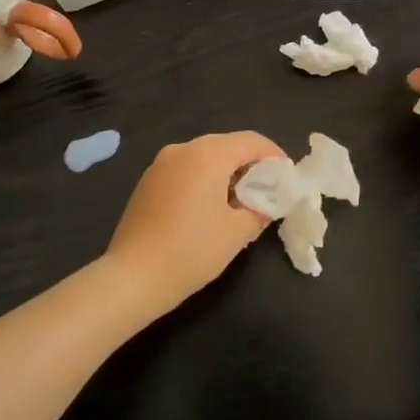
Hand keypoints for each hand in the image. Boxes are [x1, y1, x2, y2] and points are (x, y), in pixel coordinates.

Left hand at [102, 131, 285, 318]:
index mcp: (208, 154)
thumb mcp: (237, 232)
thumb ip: (260, 208)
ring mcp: (161, 163)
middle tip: (267, 190)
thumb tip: (268, 201)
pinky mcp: (148, 181)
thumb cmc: (191, 251)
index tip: (287, 177)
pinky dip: (204, 178)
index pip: (251, 141)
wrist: (132, 278)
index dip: (274, 155)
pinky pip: (186, 169)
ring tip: (240, 200)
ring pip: (205, 156)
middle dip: (250, 163)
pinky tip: (209, 206)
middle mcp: (183, 149)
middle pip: (227, 145)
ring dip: (226, 171)